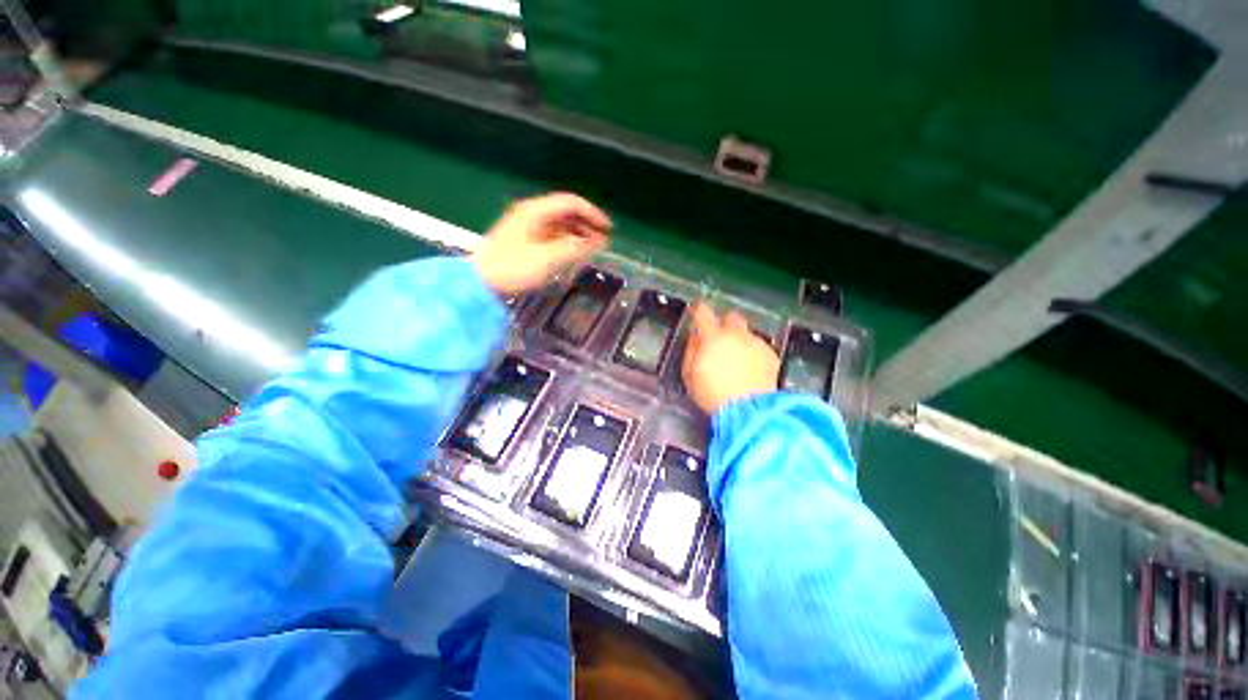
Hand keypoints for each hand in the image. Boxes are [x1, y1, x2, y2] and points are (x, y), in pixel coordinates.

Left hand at [472, 193, 611, 295]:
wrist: (481, 282)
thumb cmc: (513, 268)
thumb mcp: (547, 258)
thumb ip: (574, 248)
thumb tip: (596, 242)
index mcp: (535, 211)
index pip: (571, 203)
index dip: (592, 213)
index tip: (607, 229)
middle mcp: (532, 214)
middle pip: (566, 212)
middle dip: (587, 224)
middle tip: (603, 241)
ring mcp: (528, 227)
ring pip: (560, 224)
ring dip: (578, 234)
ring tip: (592, 248)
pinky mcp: (526, 240)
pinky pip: (553, 235)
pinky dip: (567, 241)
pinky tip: (575, 252)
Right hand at [682, 303, 779, 414]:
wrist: (748, 410)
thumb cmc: (712, 393)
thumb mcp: (689, 374)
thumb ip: (691, 350)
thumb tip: (695, 338)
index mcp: (713, 337)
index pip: (704, 313)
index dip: (699, 310)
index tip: (697, 312)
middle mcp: (737, 335)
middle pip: (732, 317)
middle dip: (725, 323)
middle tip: (720, 338)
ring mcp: (756, 344)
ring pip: (747, 333)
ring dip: (740, 341)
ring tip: (737, 361)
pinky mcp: (772, 356)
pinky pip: (760, 347)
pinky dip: (754, 354)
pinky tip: (750, 370)